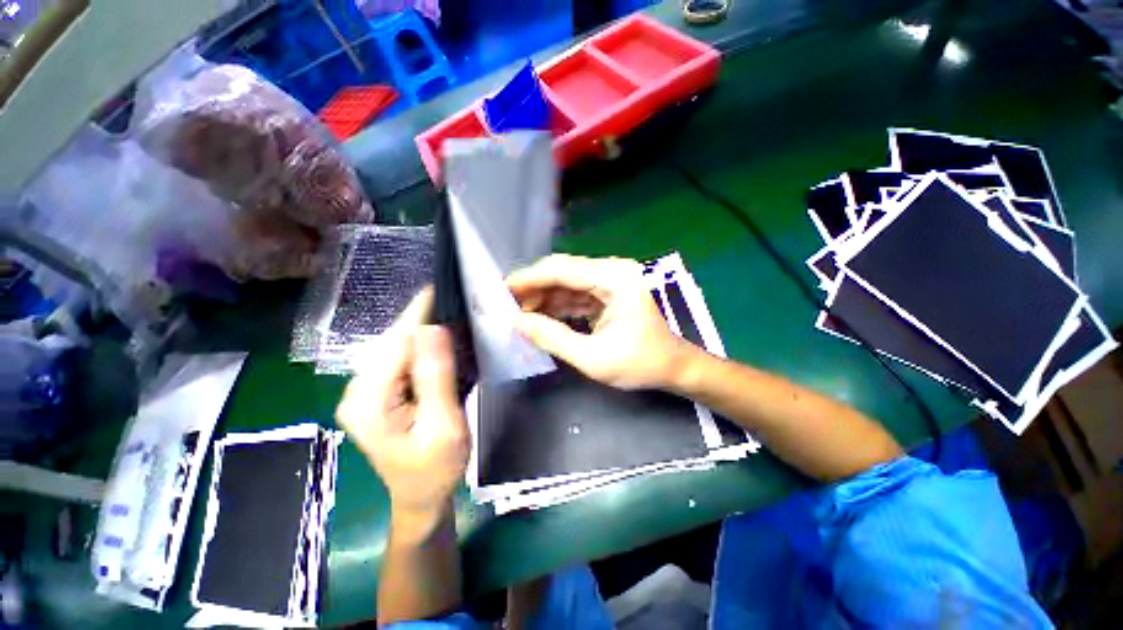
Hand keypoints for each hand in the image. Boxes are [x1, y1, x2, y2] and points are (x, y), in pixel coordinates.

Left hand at [335, 289, 468, 517]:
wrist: (421, 496)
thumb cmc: (436, 468)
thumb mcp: (444, 426)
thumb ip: (436, 377)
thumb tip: (434, 327)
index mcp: (367, 400)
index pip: (396, 344)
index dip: (424, 320)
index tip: (452, 300)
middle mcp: (356, 389)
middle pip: (391, 340)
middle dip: (423, 320)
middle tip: (457, 305)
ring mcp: (363, 390)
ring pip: (395, 345)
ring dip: (424, 332)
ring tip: (453, 319)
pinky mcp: (376, 391)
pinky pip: (399, 358)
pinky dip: (421, 347)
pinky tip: (440, 344)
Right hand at [507, 254, 691, 389]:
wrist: (673, 367)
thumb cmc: (640, 364)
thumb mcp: (592, 357)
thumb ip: (551, 338)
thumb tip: (516, 322)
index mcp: (615, 279)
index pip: (561, 269)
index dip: (529, 279)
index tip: (501, 290)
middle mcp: (613, 271)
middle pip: (562, 273)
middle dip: (534, 289)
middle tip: (508, 307)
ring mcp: (611, 281)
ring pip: (567, 283)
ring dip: (544, 299)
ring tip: (520, 316)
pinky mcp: (609, 293)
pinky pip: (576, 295)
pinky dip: (558, 306)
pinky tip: (541, 319)